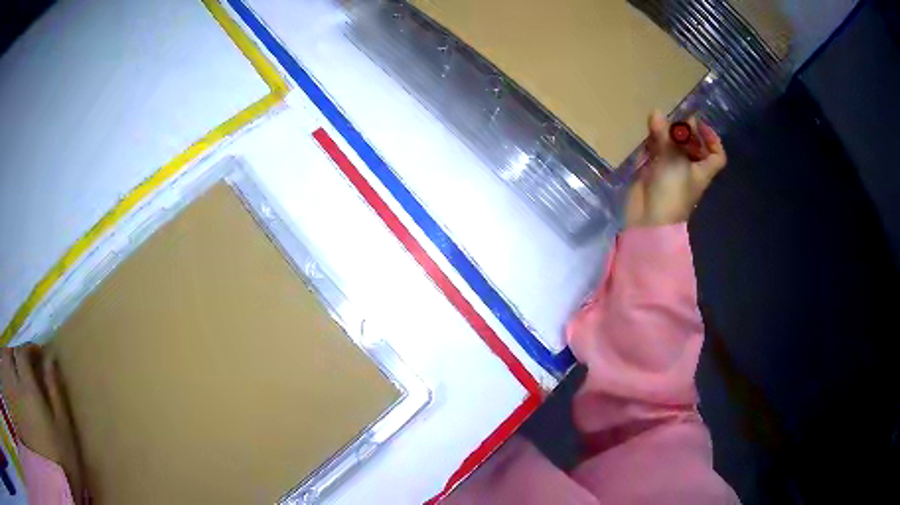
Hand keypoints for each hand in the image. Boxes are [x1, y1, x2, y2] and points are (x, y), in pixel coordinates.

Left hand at [1, 345, 84, 501]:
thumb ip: (55, 390)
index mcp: (28, 387)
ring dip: (15, 367)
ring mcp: (20, 399)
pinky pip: (15, 387)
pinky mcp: (23, 413)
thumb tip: (51, 355)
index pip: (23, 353)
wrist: (62, 487)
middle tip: (30, 364)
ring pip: (12, 369)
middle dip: (20, 356)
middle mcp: (19, 386)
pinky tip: (23, 395)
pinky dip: (16, 383)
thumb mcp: (64, 428)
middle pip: (13, 357)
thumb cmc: (64, 460)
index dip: (30, 349)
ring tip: (24, 376)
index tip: (41, 354)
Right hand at [624, 111, 726, 227]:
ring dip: (667, 133)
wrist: (649, 219)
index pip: (717, 155)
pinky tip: (648, 130)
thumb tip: (656, 111)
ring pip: (673, 146)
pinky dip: (653, 140)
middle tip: (675, 119)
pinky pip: (657, 152)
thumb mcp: (672, 160)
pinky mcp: (654, 172)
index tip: (699, 124)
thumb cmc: (671, 191)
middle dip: (686, 131)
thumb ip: (665, 136)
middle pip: (694, 147)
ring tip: (657, 120)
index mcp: (702, 170)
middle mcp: (689, 169)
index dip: (712, 139)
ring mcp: (670, 170)